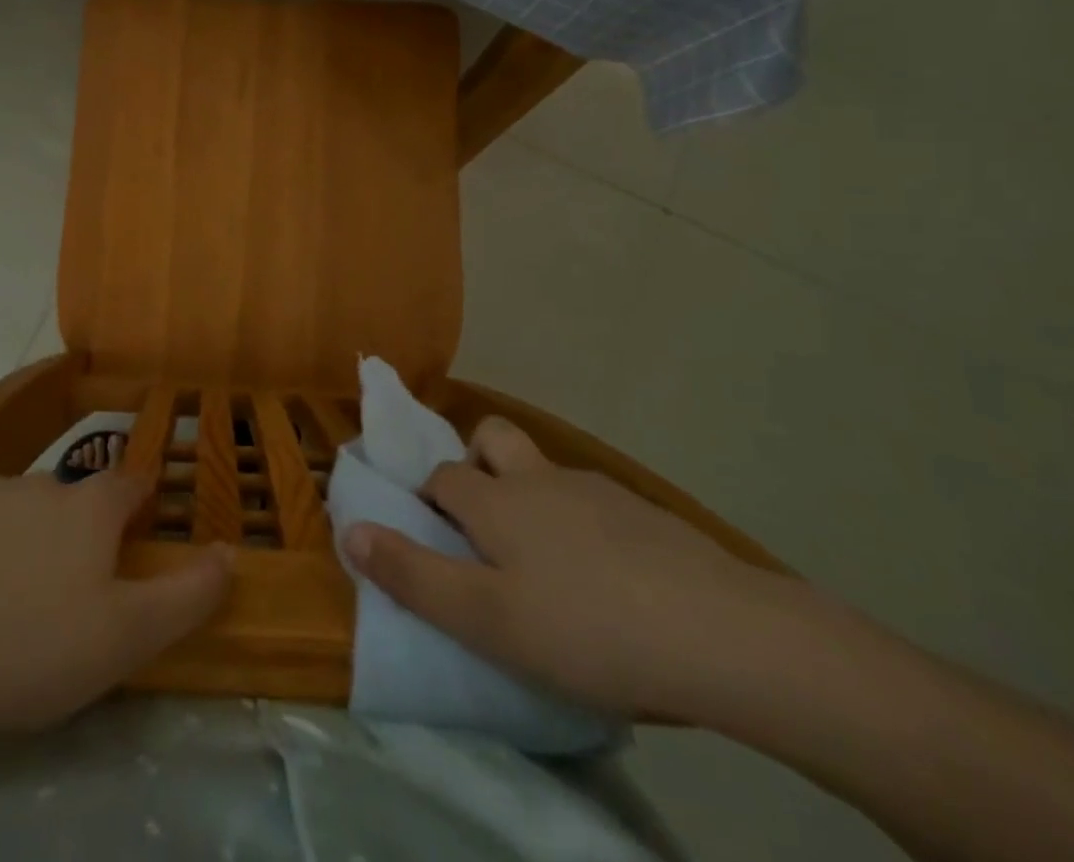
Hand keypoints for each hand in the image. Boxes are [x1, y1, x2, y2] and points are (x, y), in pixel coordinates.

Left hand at [0, 470, 231, 732]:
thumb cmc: (36, 647)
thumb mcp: (129, 636)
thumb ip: (189, 592)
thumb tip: (230, 551)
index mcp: (90, 505)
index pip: (131, 485)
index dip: (137, 507)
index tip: (133, 539)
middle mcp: (41, 482)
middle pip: (71, 501)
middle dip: (74, 534)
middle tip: (62, 593)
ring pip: (16, 508)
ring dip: (20, 537)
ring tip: (3, 598)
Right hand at [343, 417, 795, 717]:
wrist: (723, 636)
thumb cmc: (585, 628)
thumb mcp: (485, 619)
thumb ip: (412, 574)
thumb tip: (349, 528)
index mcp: (497, 501)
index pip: (442, 476)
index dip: (427, 498)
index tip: (430, 535)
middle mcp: (540, 479)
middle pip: (495, 438)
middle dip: (477, 462)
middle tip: (483, 525)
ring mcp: (598, 491)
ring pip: (547, 471)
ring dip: (531, 495)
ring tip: (547, 566)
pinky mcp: (647, 515)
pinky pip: (595, 503)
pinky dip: (583, 524)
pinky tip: (607, 581)